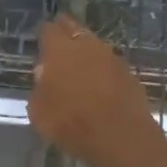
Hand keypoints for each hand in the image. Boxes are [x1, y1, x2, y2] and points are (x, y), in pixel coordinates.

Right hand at [29, 15, 166, 166]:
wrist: (121, 137)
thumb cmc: (71, 123)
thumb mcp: (38, 111)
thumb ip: (39, 88)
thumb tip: (45, 77)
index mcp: (59, 50)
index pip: (48, 29)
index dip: (43, 34)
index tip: (40, 41)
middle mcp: (86, 45)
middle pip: (73, 29)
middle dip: (65, 32)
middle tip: (58, 44)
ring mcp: (111, 57)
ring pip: (93, 45)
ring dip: (85, 51)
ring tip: (78, 65)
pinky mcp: (128, 72)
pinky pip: (108, 64)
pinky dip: (101, 69)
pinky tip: (97, 82)